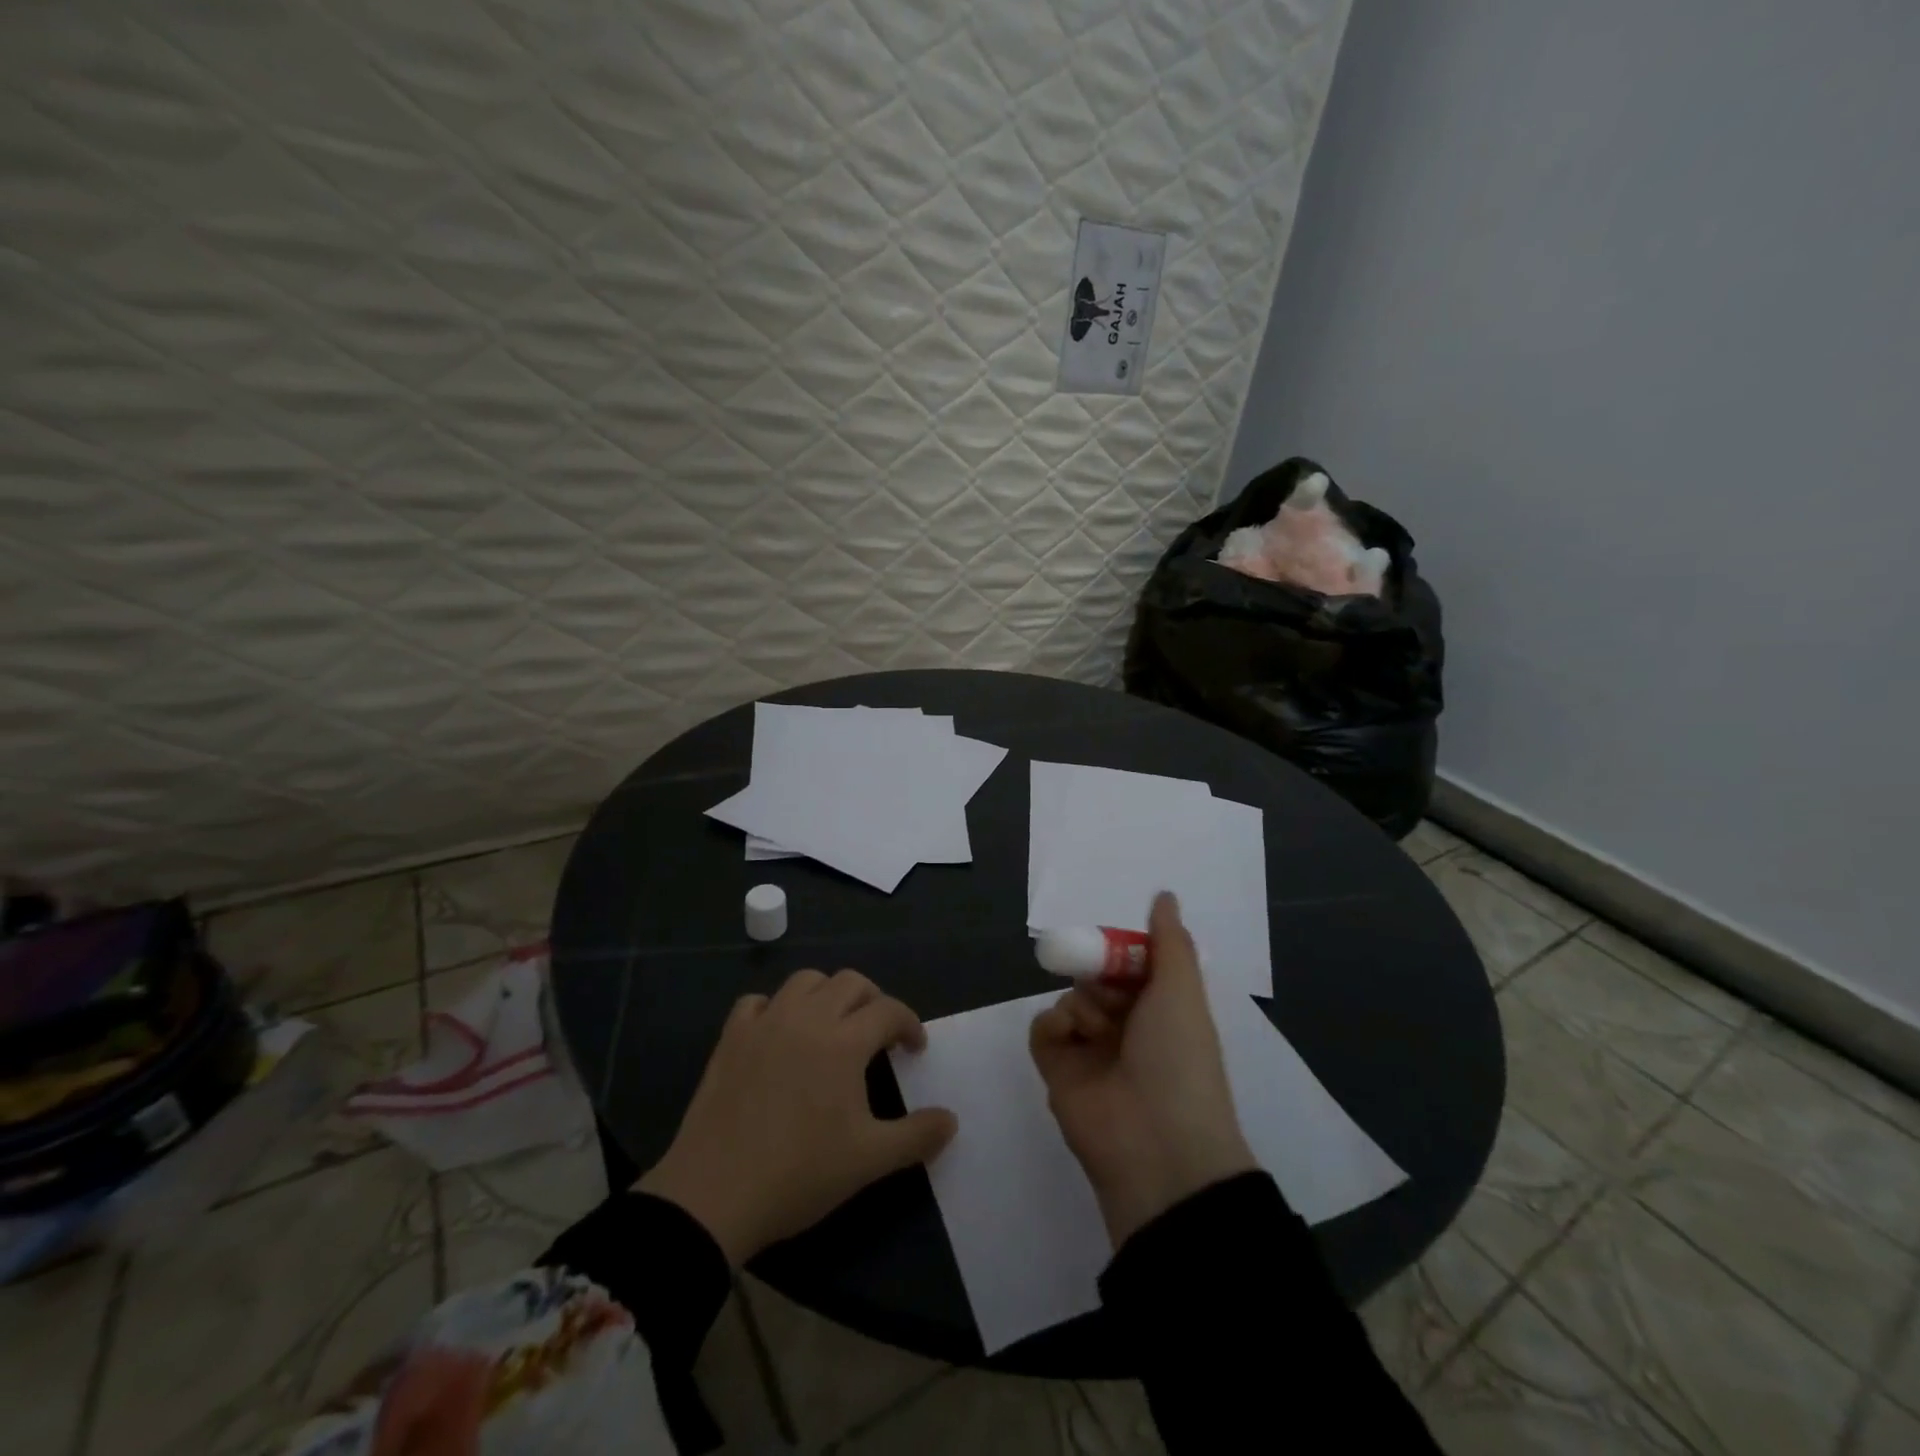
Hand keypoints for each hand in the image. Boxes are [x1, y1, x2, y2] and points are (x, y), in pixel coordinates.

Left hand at [637, 969, 956, 1263]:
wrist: (713, 1195)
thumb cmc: (799, 1174)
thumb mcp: (868, 1161)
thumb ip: (916, 1136)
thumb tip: (952, 1120)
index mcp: (844, 1041)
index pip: (888, 1010)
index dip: (909, 1023)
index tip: (915, 1048)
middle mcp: (807, 1018)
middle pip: (850, 982)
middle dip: (873, 1000)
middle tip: (879, 1033)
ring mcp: (765, 1023)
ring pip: (805, 981)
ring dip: (827, 994)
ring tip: (833, 1024)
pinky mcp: (731, 1038)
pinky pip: (757, 1002)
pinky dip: (775, 1008)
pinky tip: (779, 1033)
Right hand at [1029, 892, 1255, 1248]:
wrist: (1157, 1145)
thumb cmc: (1178, 1058)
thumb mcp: (1182, 990)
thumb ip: (1169, 940)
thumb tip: (1165, 894)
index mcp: (1161, 1011)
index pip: (1132, 965)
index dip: (1123, 953)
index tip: (1118, 949)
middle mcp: (1126, 1028)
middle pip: (1096, 977)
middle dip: (1098, 975)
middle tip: (1110, 992)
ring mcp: (1090, 1050)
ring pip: (1069, 998)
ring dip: (1081, 1003)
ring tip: (1098, 1029)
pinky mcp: (1058, 1071)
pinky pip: (1043, 1028)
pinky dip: (1054, 1027)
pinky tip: (1070, 1040)